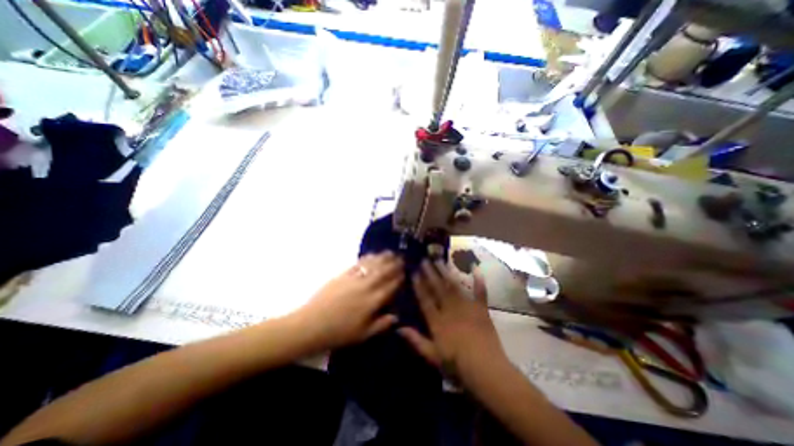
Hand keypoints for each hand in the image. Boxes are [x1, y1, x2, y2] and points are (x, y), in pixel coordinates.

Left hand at [294, 251, 402, 351]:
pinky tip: (371, 255)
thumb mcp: (363, 335)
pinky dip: (366, 258)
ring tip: (390, 252)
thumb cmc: (339, 333)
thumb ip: (381, 325)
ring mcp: (354, 279)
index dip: (399, 278)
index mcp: (372, 302)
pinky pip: (358, 264)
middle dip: (394, 264)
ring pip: (372, 265)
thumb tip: (397, 317)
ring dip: (382, 258)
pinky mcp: (343, 275)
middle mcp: (366, 287)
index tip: (405, 271)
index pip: (390, 286)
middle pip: (383, 272)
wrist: (311, 325)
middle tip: (401, 257)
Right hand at [401, 263, 505, 380]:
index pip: (425, 299)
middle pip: (438, 288)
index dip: (419, 285)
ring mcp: (466, 307)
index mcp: (437, 321)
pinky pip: (480, 293)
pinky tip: (476, 269)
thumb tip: (398, 327)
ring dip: (446, 272)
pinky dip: (479, 281)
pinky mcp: (481, 310)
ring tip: (439, 260)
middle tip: (425, 260)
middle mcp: (450, 309)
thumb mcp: (432, 356)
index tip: (414, 272)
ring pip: (454, 286)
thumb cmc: (456, 366)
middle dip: (430, 273)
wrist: (486, 370)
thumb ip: (415, 340)